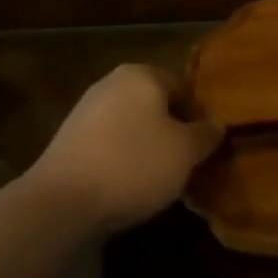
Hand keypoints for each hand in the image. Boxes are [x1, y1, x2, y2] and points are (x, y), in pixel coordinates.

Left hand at [30, 64, 221, 232]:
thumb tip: (216, 125)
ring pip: (129, 126)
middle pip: (154, 106)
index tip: (203, 147)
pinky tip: (125, 187)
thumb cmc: (134, 164)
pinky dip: (119, 161)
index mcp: (142, 74)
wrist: (61, 204)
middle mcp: (111, 83)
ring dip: (144, 148)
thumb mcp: (185, 151)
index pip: (182, 88)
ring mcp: (84, 112)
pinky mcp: (66, 142)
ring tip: (156, 180)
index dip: (197, 117)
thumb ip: (205, 134)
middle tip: (182, 163)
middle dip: (169, 132)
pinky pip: (106, 146)